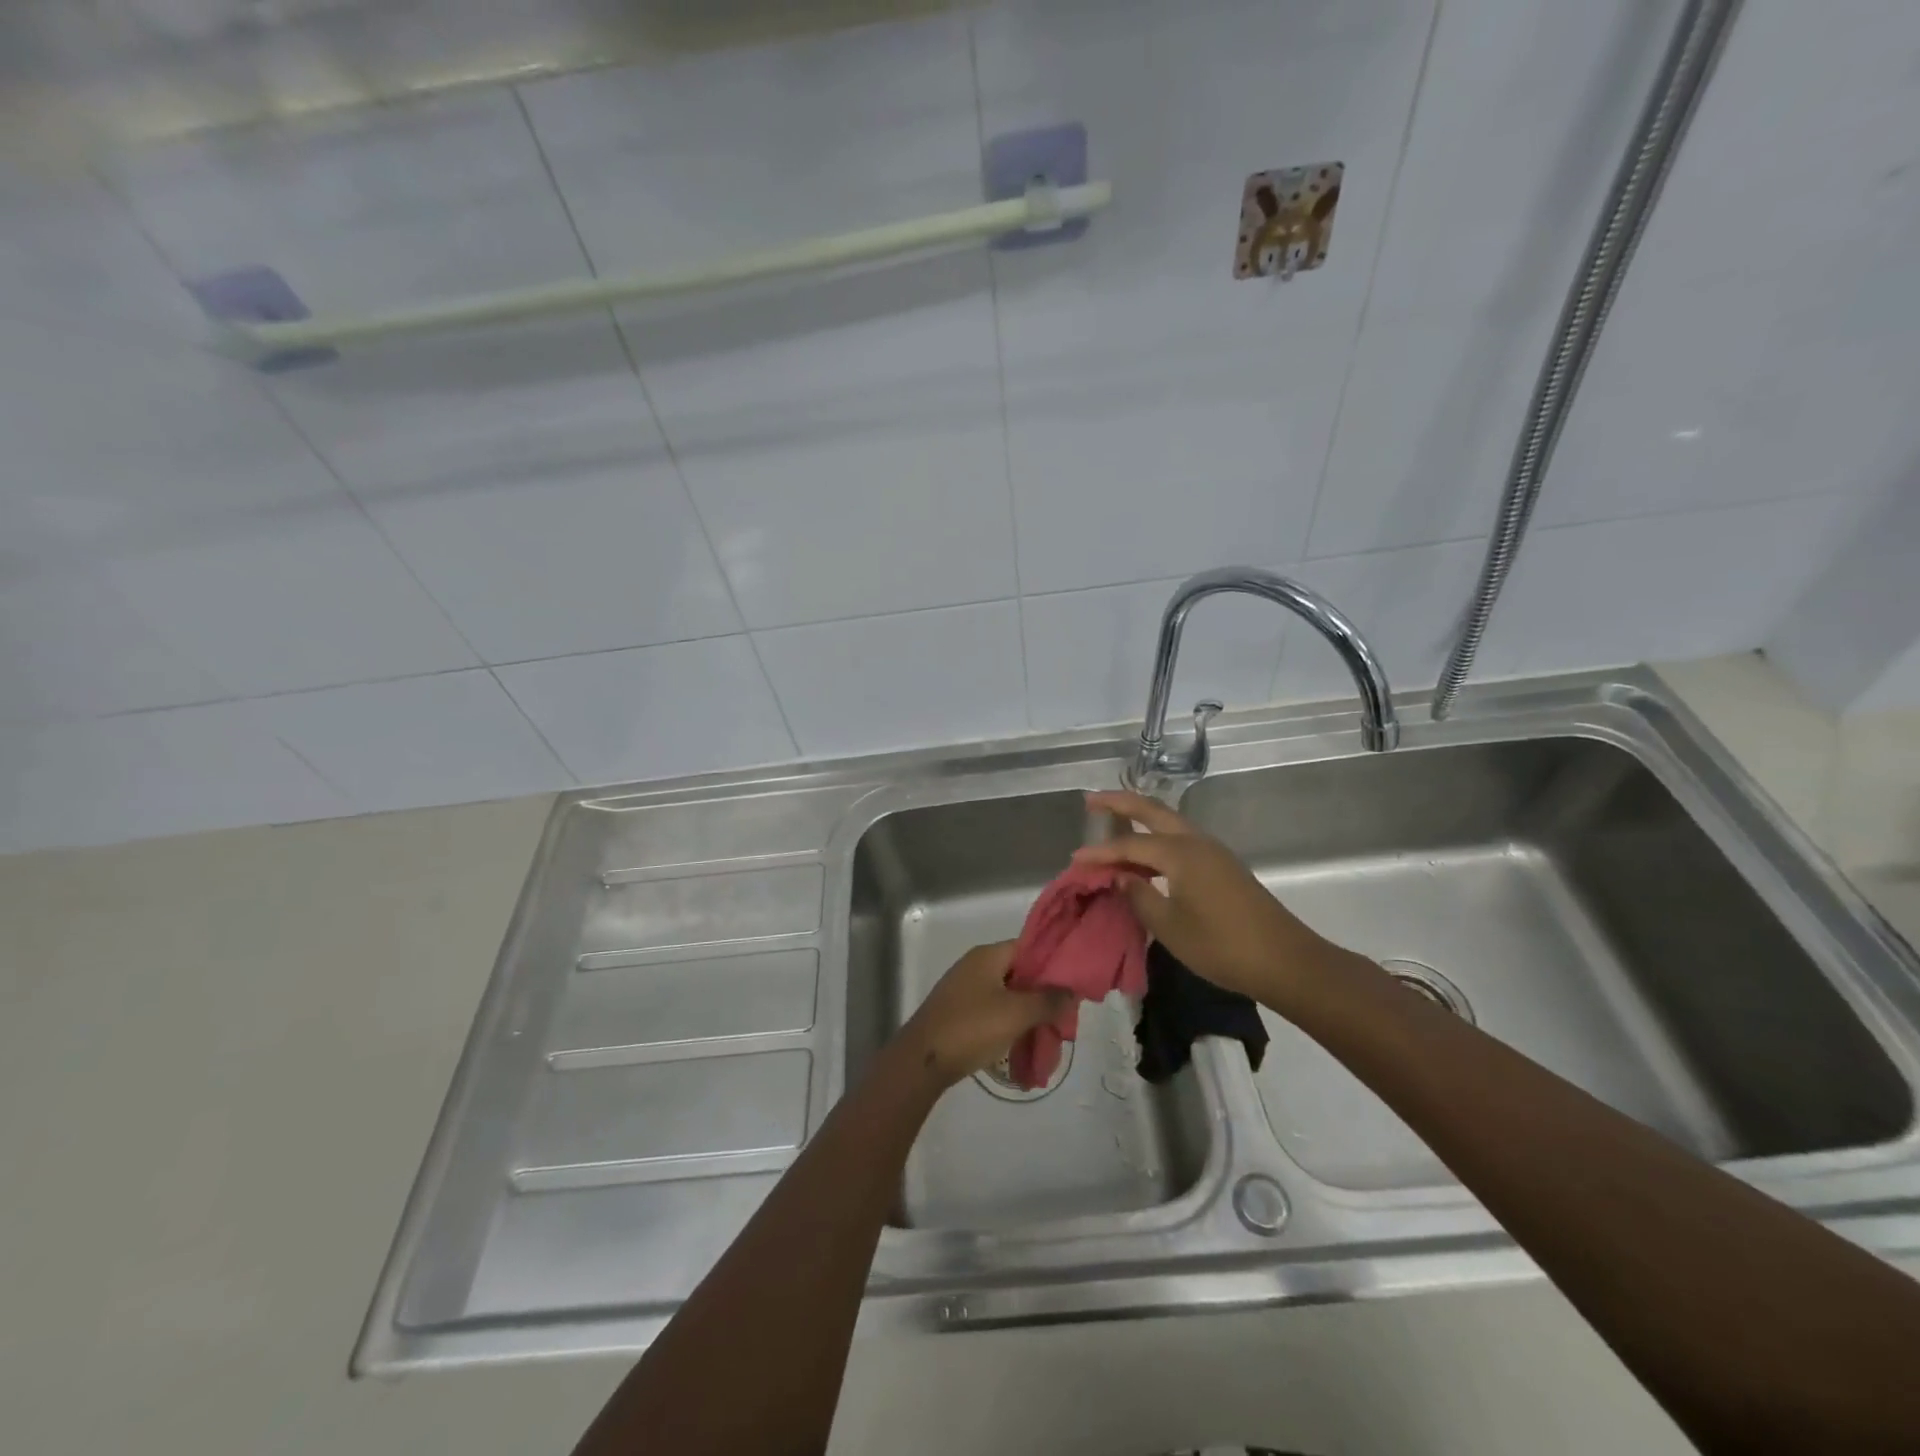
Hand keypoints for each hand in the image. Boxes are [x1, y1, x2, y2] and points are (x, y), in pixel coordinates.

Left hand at [895, 941, 1071, 1087]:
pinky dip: (1009, 1023)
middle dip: (1042, 993)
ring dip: (1027, 1012)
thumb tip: (1072, 991)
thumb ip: (1048, 1000)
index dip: (1053, 963)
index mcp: (988, 956)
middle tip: (1064, 1015)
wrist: (922, 1060)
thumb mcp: (1016, 1013)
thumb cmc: (971, 1028)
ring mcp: (965, 989)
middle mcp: (976, 966)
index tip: (1074, 985)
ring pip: (1007, 994)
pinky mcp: (959, 1012)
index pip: (1029, 947)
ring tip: (1048, 1034)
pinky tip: (1023, 1043)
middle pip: (1019, 972)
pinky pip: (993, 1011)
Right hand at [1076, 789, 1362, 1011]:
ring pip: (1170, 823)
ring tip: (1113, 821)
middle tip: (1091, 800)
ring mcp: (1214, 853)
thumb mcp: (1170, 927)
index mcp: (1181, 853)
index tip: (1074, 859)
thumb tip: (1121, 876)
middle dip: (1121, 802)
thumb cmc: (1222, 946)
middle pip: (1153, 811)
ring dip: (1141, 817)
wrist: (1285, 961)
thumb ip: (1139, 896)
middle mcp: (1197, 842)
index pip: (1129, 845)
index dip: (1100, 853)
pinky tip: (1147, 854)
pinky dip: (1158, 838)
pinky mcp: (1223, 867)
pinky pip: (1181, 840)